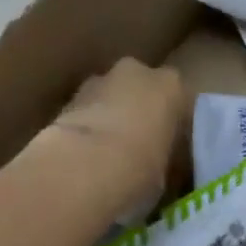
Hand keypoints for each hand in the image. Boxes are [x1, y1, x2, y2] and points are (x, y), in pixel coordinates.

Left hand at [35, 58, 185, 212]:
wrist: (84, 167)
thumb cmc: (142, 168)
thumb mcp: (169, 172)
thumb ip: (168, 161)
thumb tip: (160, 170)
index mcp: (172, 86)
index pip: (179, 101)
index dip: (172, 126)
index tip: (166, 150)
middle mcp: (137, 73)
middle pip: (140, 90)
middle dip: (138, 112)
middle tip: (137, 149)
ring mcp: (98, 81)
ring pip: (109, 97)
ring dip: (109, 117)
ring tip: (106, 155)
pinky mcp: (67, 98)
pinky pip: (85, 112)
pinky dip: (86, 128)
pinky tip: (84, 157)